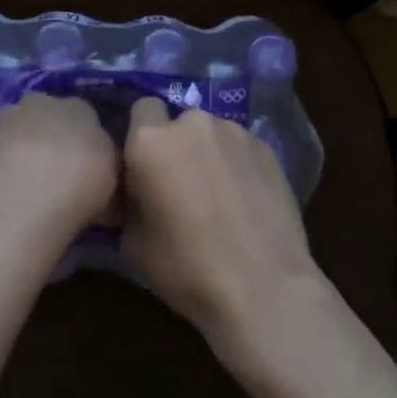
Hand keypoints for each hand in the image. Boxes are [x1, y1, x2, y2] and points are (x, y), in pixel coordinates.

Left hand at [0, 93, 118, 244]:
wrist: (35, 190)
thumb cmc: (85, 182)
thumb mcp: (112, 179)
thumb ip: (105, 168)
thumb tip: (102, 174)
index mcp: (80, 108)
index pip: (82, 114)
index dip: (81, 138)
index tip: (81, 163)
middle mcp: (43, 102)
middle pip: (44, 113)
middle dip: (46, 133)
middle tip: (51, 168)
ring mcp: (7, 115)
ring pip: (14, 125)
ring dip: (17, 143)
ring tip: (21, 179)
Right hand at [120, 99, 325, 354]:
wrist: (263, 288)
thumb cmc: (186, 269)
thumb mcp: (131, 243)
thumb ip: (130, 200)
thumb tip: (139, 191)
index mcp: (149, 141)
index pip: (139, 110)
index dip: (140, 135)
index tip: (145, 166)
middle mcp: (191, 123)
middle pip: (177, 121)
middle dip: (176, 144)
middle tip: (181, 183)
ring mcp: (233, 132)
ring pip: (210, 133)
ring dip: (207, 153)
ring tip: (218, 194)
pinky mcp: (266, 147)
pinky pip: (239, 147)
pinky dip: (236, 164)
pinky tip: (245, 200)